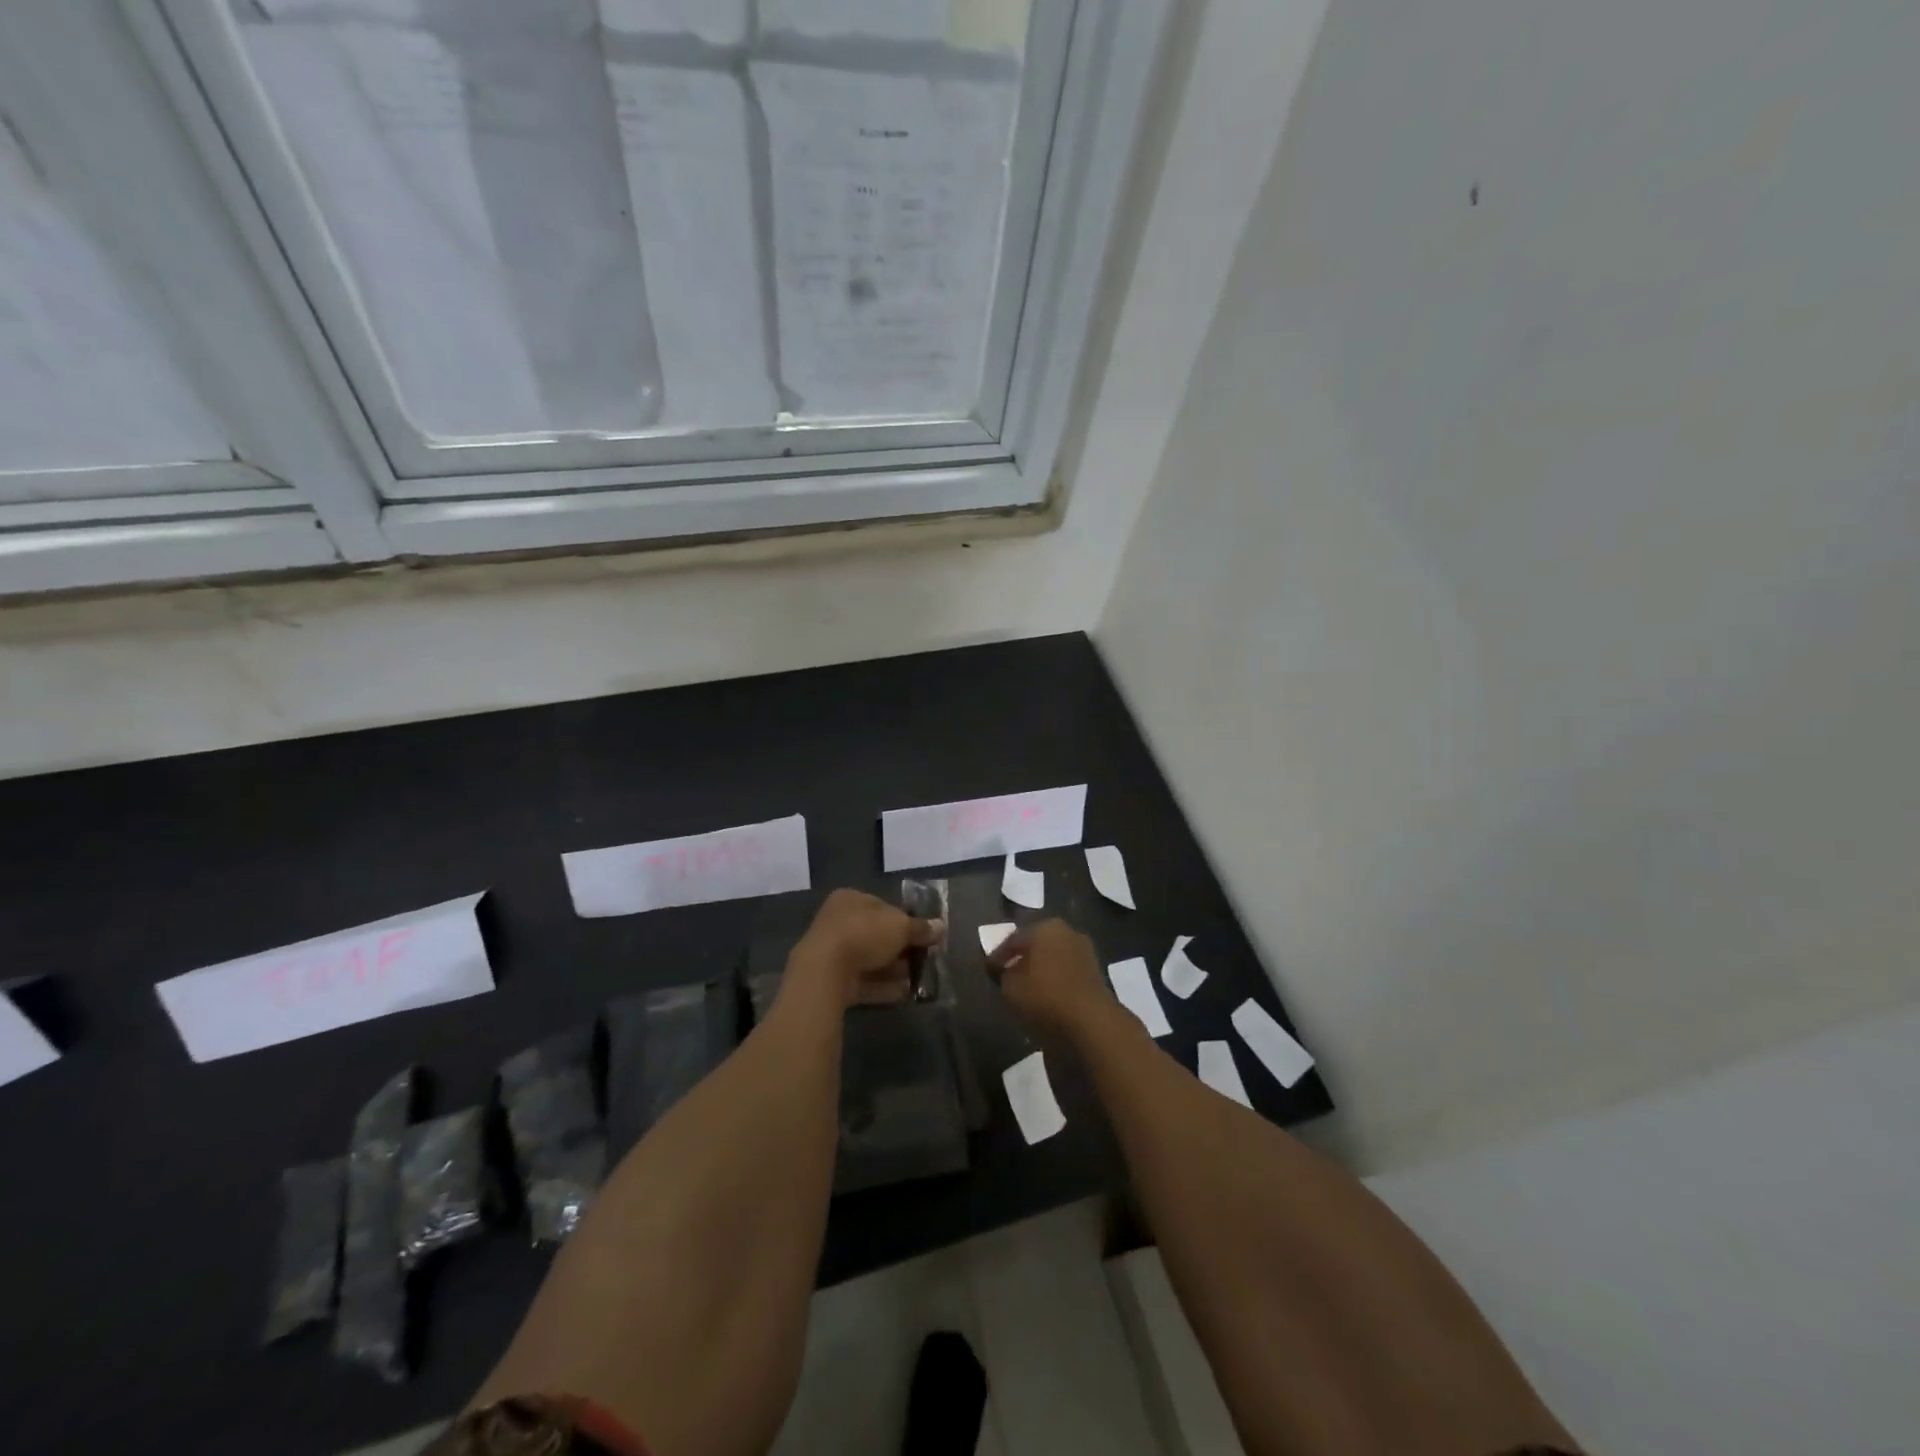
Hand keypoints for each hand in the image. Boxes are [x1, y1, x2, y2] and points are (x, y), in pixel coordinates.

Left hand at [788, 888, 943, 1008]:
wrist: (825, 971)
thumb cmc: (864, 934)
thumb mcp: (901, 926)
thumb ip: (920, 928)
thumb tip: (940, 926)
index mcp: (850, 899)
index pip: (882, 906)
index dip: (905, 920)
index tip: (923, 935)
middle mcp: (837, 922)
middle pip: (876, 935)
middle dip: (900, 948)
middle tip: (922, 959)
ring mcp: (831, 953)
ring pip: (869, 960)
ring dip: (893, 970)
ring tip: (917, 979)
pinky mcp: (830, 981)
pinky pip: (862, 982)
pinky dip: (882, 987)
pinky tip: (903, 994)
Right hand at [987, 919, 1114, 1037]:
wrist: (1091, 1023)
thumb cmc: (1044, 997)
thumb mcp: (1010, 987)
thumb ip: (1002, 974)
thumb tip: (1002, 969)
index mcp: (1045, 927)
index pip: (1013, 939)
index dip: (998, 956)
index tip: (988, 971)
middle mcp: (1067, 932)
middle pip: (1036, 945)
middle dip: (1022, 959)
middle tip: (1007, 976)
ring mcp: (1085, 951)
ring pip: (1054, 958)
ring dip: (1040, 970)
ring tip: (1026, 989)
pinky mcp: (1096, 972)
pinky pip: (1067, 972)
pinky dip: (1055, 980)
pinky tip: (1046, 996)